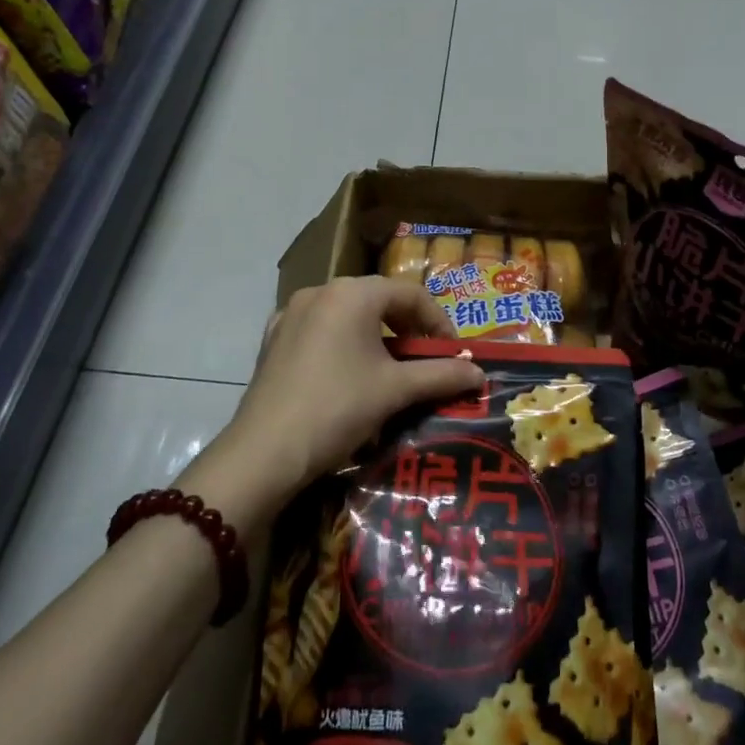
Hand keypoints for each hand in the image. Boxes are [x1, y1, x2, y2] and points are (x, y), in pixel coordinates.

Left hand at [191, 278, 486, 523]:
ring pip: (348, 316)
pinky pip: (320, 331)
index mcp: (352, 293)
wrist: (264, 452)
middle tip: (426, 361)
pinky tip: (348, 376)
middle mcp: (320, 291)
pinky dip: (343, 346)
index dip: (439, 322)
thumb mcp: (396, 390)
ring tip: (391, 371)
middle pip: (378, 301)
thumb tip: (480, 373)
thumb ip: (442, 375)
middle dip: (408, 329)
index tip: (454, 353)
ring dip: (377, 338)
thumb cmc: (338, 409)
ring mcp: (291, 314)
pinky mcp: (273, 339)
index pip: (411, 294)